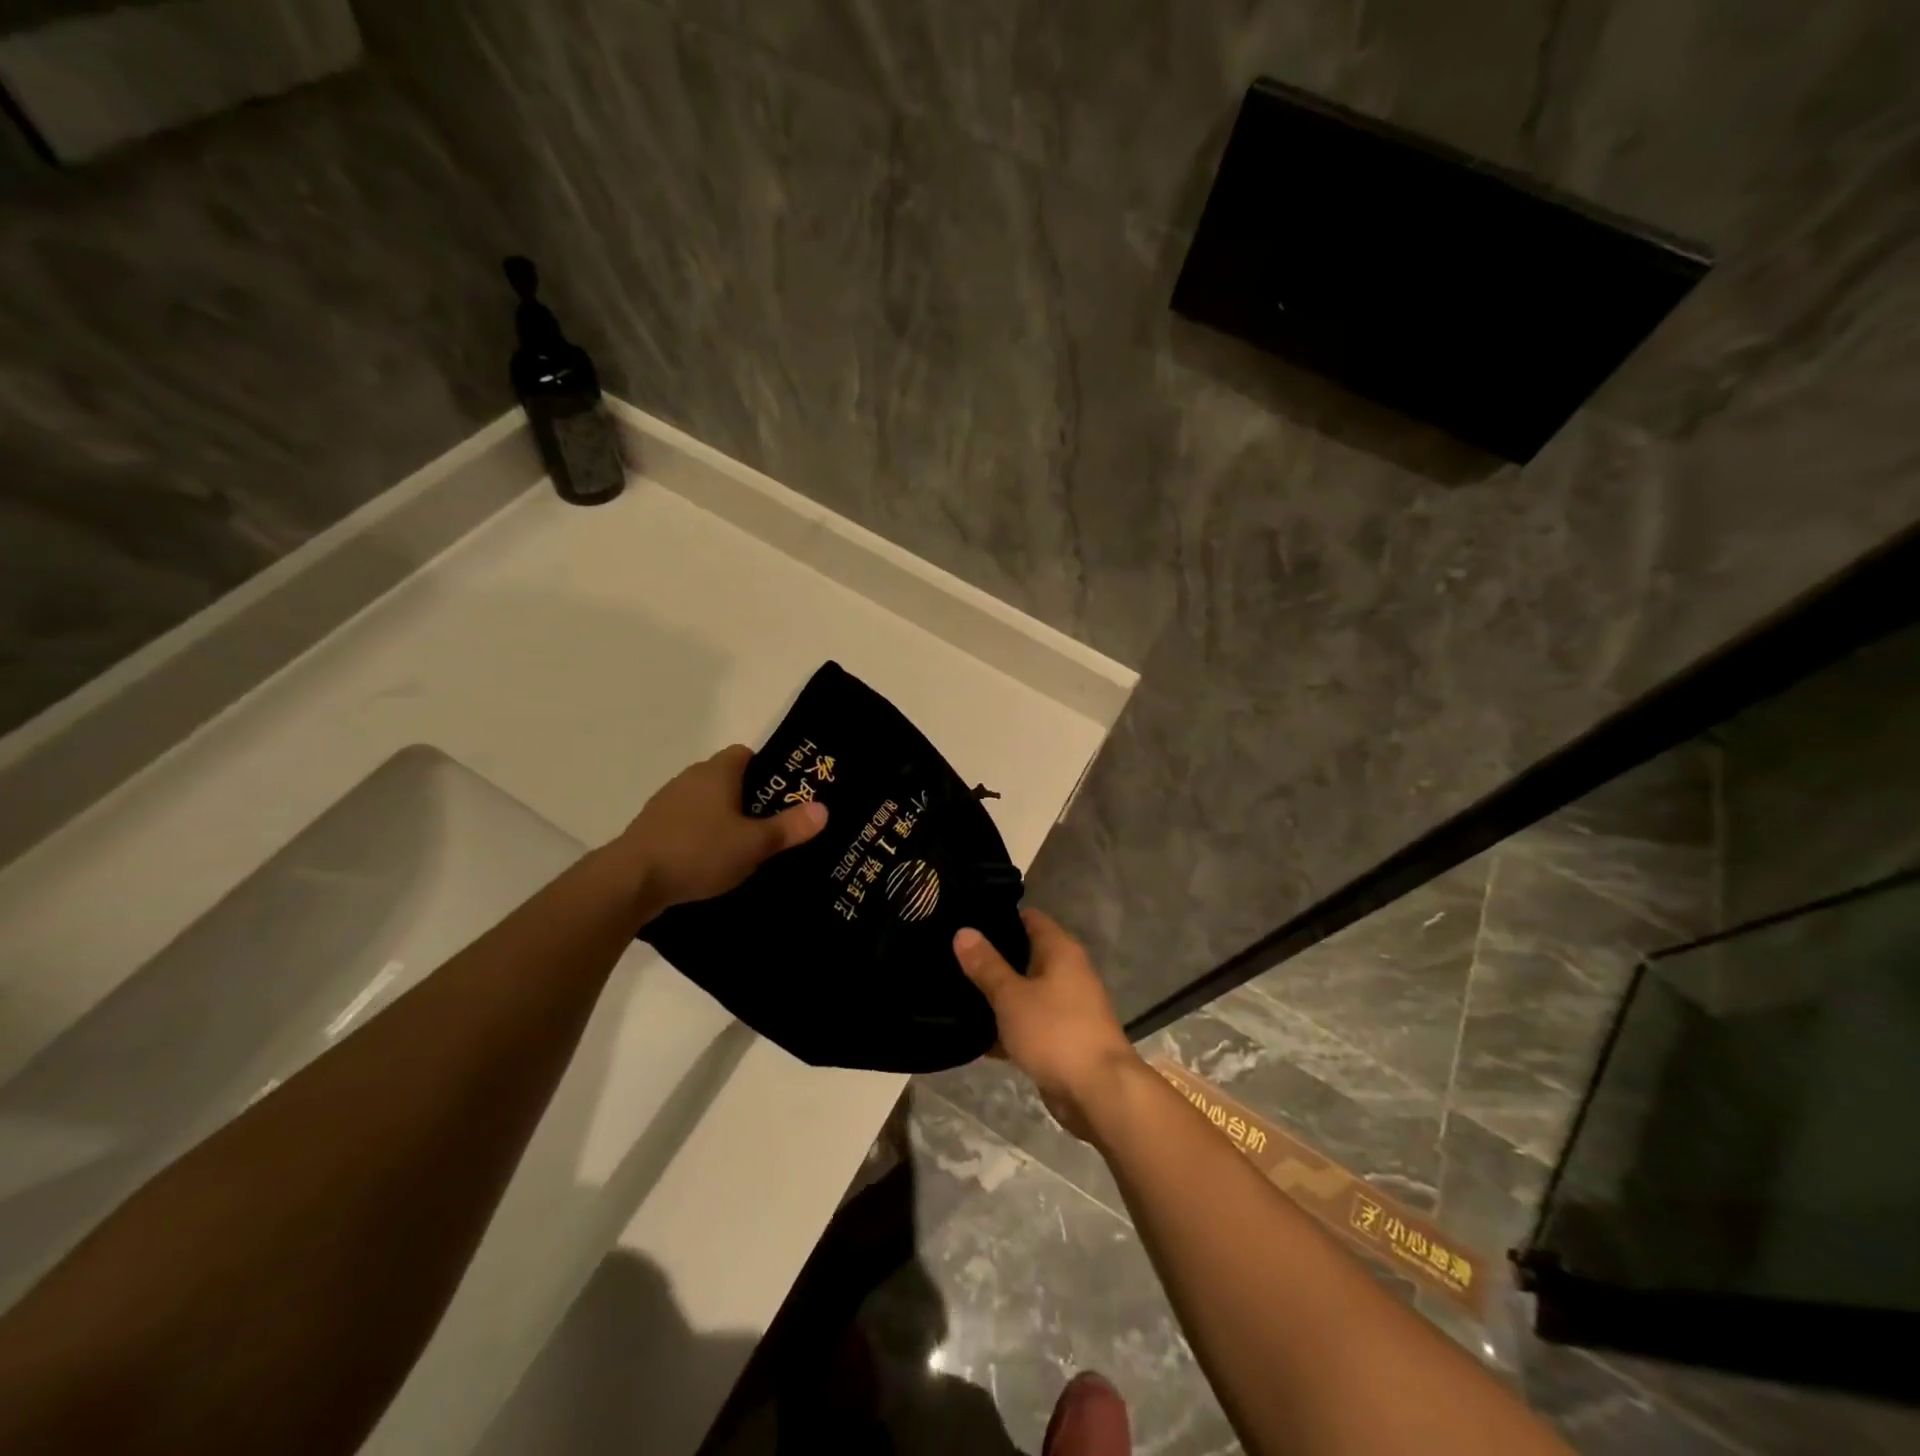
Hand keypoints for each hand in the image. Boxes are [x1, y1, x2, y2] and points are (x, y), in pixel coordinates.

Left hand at [614, 745, 826, 912]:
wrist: (630, 880)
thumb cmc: (698, 852)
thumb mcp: (753, 844)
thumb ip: (789, 828)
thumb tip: (824, 810)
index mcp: (717, 772)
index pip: (746, 754)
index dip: (767, 769)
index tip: (783, 794)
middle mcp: (690, 778)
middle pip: (726, 778)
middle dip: (749, 797)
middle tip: (772, 824)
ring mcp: (666, 802)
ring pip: (705, 802)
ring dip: (722, 818)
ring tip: (743, 847)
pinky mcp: (651, 828)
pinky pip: (686, 823)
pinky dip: (700, 835)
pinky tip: (709, 861)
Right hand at [952, 910, 1140, 1141]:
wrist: (1098, 1092)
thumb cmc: (1056, 1032)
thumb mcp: (1012, 996)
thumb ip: (987, 965)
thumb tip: (963, 931)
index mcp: (1060, 951)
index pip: (1029, 918)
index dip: (1000, 916)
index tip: (966, 918)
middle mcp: (1067, 972)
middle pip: (1025, 954)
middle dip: (992, 957)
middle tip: (951, 955)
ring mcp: (1066, 1007)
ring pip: (1024, 991)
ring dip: (997, 994)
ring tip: (954, 991)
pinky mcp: (1061, 1038)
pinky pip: (1028, 1023)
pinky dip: (1006, 1027)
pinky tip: (972, 1035)